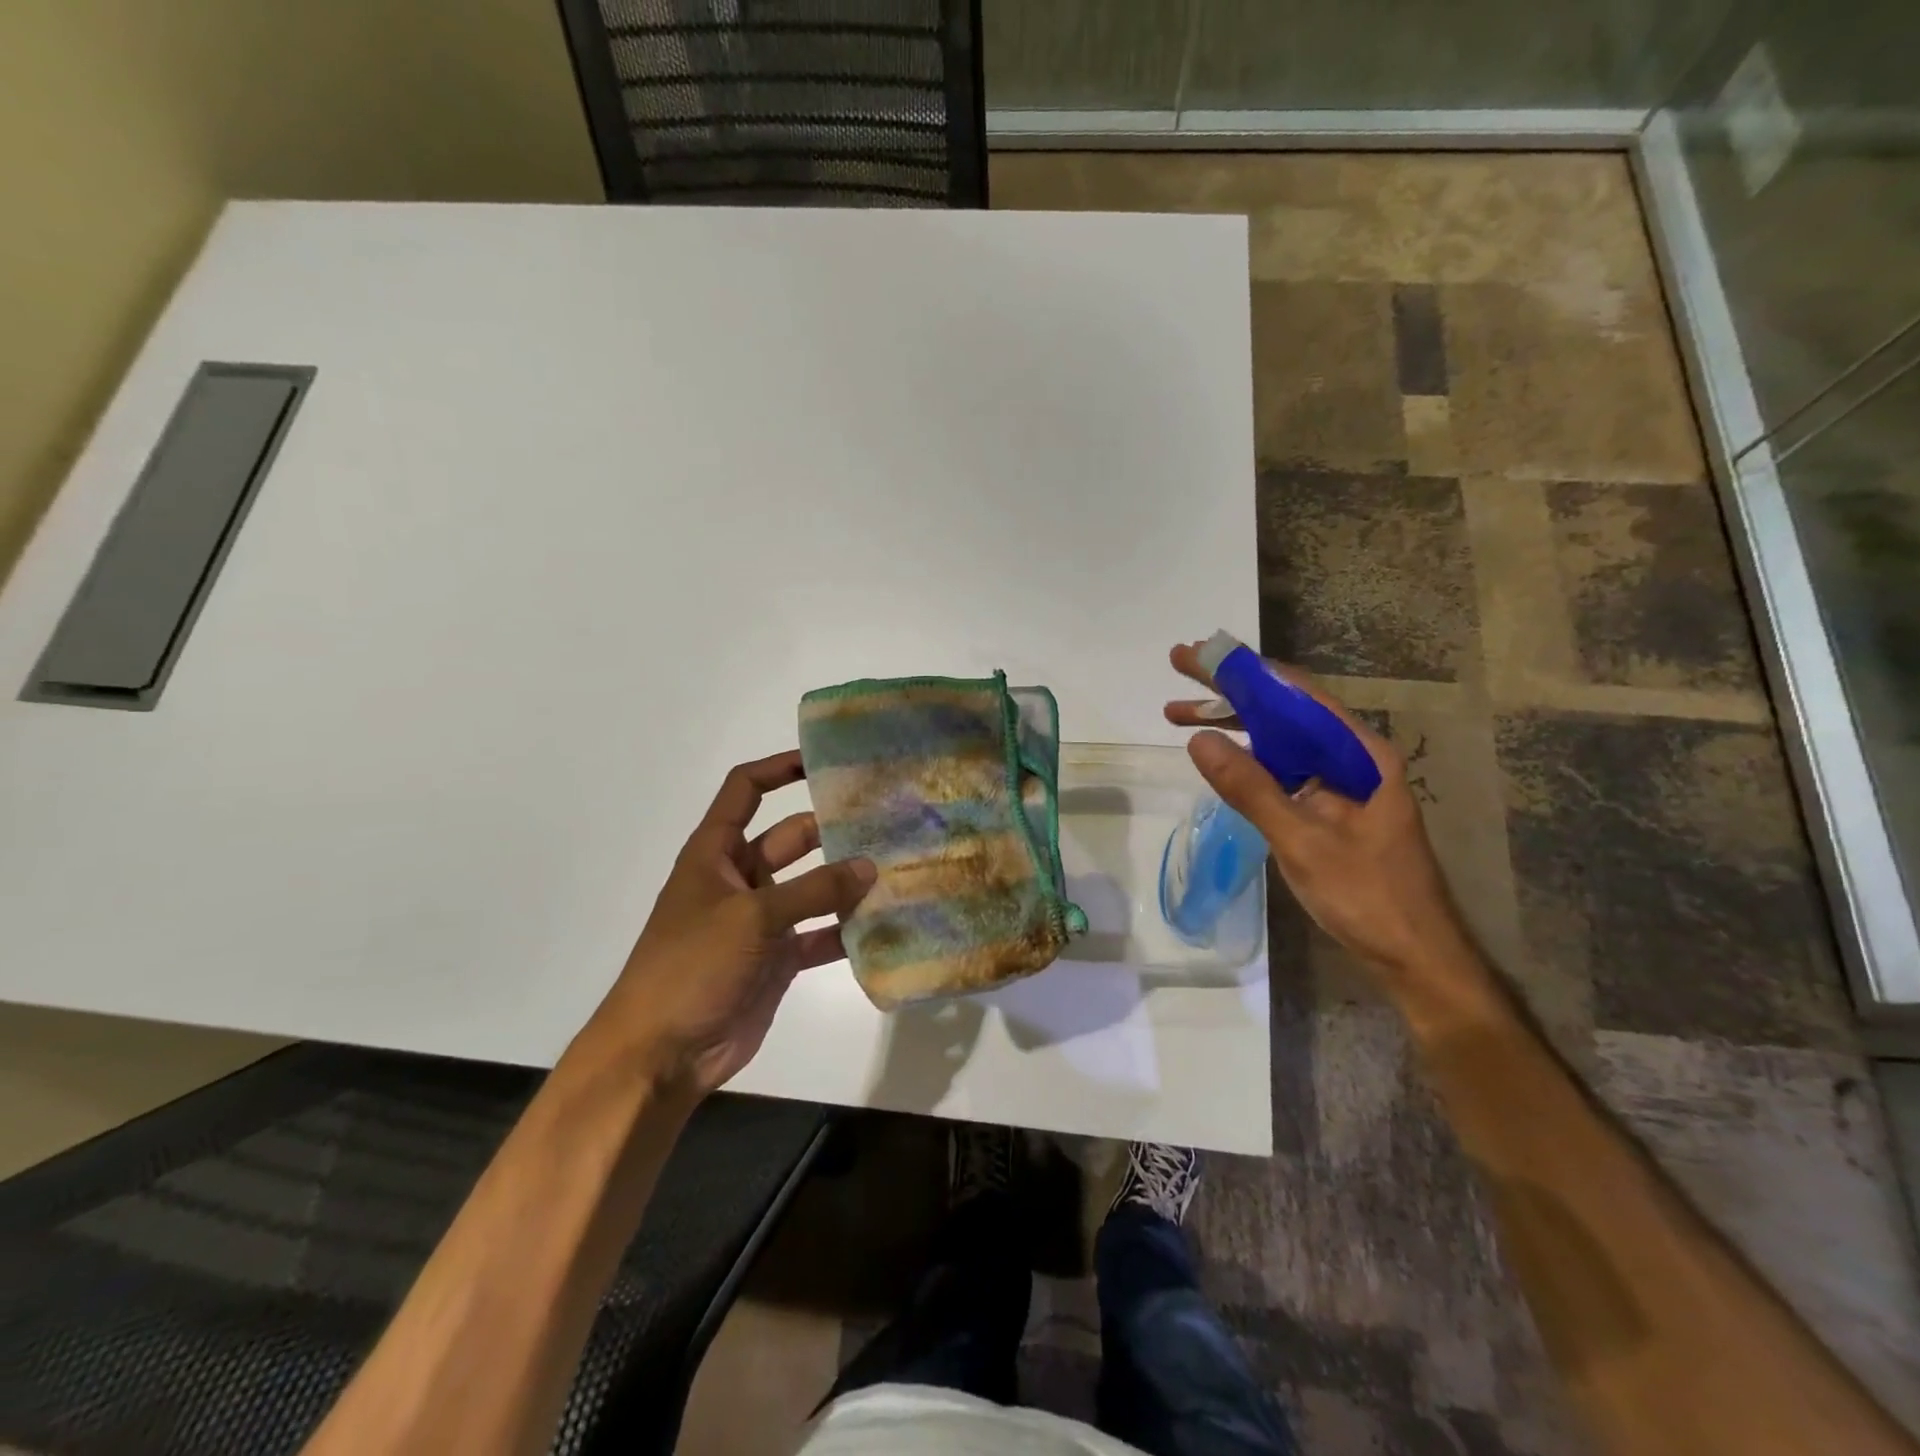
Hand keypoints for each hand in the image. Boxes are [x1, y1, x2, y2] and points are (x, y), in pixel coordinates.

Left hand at [586, 751, 875, 1096]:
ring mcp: (761, 921)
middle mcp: (740, 879)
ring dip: (846, 882)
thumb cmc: (692, 966)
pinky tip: (884, 925)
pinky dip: (846, 931)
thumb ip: (814, 889)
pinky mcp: (779, 959)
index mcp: (715, 853)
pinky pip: (819, 934)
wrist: (662, 1053)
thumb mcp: (752, 917)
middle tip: (885, 820)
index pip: (745, 791)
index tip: (824, 762)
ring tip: (897, 867)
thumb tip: (870, 867)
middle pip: (791, 838)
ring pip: (812, 888)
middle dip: (832, 829)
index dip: (779, 770)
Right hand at [1164, 642, 1470, 978]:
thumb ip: (1251, 789)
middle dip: (1230, 690)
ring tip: (1179, 713)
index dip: (1243, 670)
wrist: (1415, 956)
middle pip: (1284, 710)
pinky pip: (1282, 769)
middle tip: (1179, 668)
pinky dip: (1247, 758)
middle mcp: (1351, 758)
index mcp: (1359, 754)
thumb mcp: (1302, 840)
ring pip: (1280, 739)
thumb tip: (1198, 739)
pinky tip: (1219, 756)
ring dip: (1233, 725)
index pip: (1296, 694)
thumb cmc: (1368, 896)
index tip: (1198, 655)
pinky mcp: (1328, 808)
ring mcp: (1339, 784)